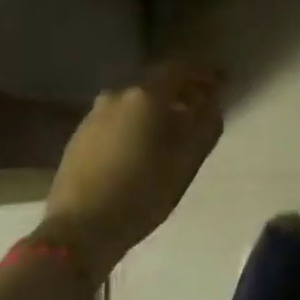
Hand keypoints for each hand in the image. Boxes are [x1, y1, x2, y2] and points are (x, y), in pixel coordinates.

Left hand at [41, 63, 224, 280]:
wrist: (78, 230)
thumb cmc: (142, 193)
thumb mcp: (186, 160)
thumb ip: (205, 124)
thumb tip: (211, 102)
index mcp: (146, 96)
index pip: (181, 69)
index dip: (203, 72)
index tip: (221, 81)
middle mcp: (118, 95)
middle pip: (156, 84)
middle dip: (180, 91)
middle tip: (199, 106)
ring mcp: (94, 114)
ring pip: (135, 102)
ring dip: (156, 109)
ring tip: (171, 129)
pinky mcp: (80, 135)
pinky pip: (117, 118)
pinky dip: (135, 122)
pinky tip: (141, 145)